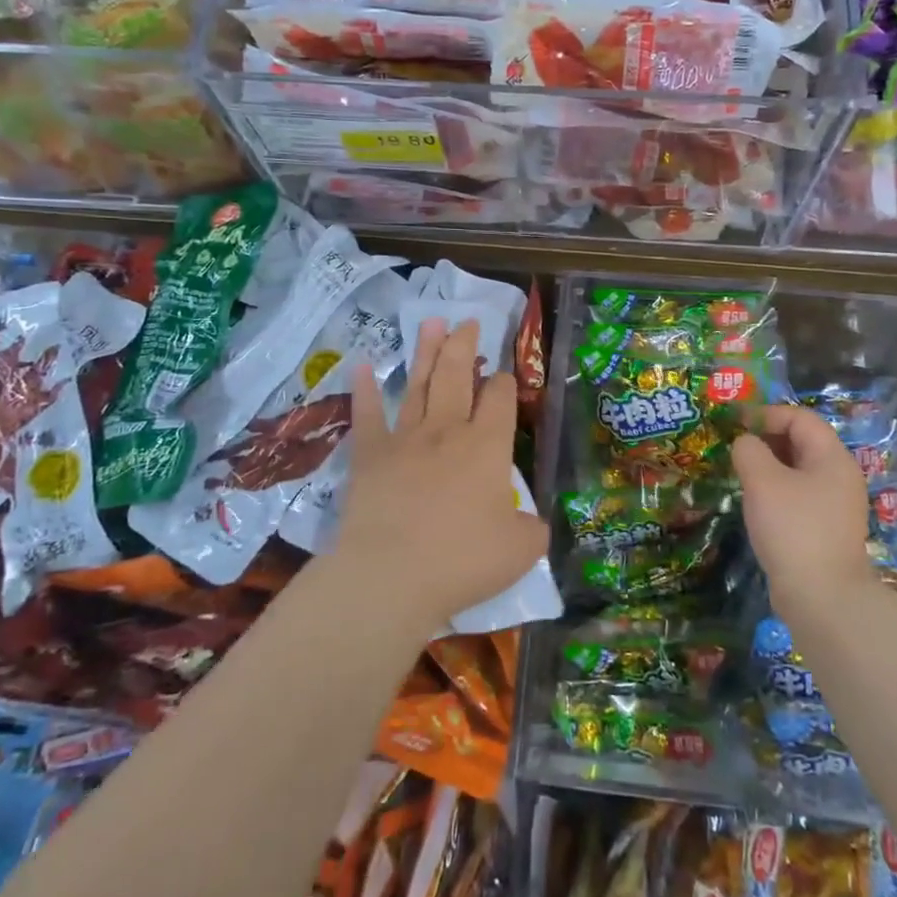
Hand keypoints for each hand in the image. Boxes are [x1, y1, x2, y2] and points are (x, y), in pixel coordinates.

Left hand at [335, 318, 547, 629]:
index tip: (504, 377)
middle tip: (468, 321)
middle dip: (465, 345)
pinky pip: (366, 415)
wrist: (392, 575)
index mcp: (488, 446)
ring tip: (431, 322)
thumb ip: (532, 529)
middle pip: (457, 376)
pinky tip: (362, 366)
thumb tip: (533, 523)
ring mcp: (405, 438)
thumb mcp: (520, 551)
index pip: (500, 399)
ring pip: (418, 384)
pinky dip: (364, 390)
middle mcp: (448, 431)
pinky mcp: (370, 455)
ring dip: (426, 352)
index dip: (504, 383)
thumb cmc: (463, 561)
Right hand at [731, 405, 871, 610]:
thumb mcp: (763, 481)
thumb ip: (749, 451)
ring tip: (739, 472)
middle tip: (733, 446)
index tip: (734, 422)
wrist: (822, 597)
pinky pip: (798, 495)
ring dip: (768, 465)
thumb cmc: (793, 528)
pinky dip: (775, 490)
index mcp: (832, 458)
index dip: (766, 414)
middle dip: (766, 438)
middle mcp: (839, 476)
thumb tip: (745, 443)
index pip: (800, 418)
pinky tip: (755, 503)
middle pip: (802, 442)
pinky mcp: (825, 529)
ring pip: (798, 470)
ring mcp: (835, 505)